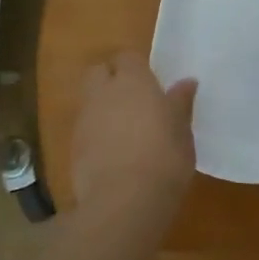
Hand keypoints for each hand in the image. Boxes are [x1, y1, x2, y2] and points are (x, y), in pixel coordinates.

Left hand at [70, 51, 197, 218]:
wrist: (124, 202)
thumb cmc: (164, 159)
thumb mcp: (182, 131)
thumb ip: (180, 104)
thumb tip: (186, 83)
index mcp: (134, 82)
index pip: (128, 57)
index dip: (136, 67)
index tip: (151, 83)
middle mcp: (104, 93)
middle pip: (98, 72)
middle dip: (110, 79)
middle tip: (132, 99)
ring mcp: (84, 120)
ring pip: (89, 100)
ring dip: (102, 107)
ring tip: (124, 129)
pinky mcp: (72, 147)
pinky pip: (84, 128)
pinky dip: (95, 133)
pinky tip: (112, 153)